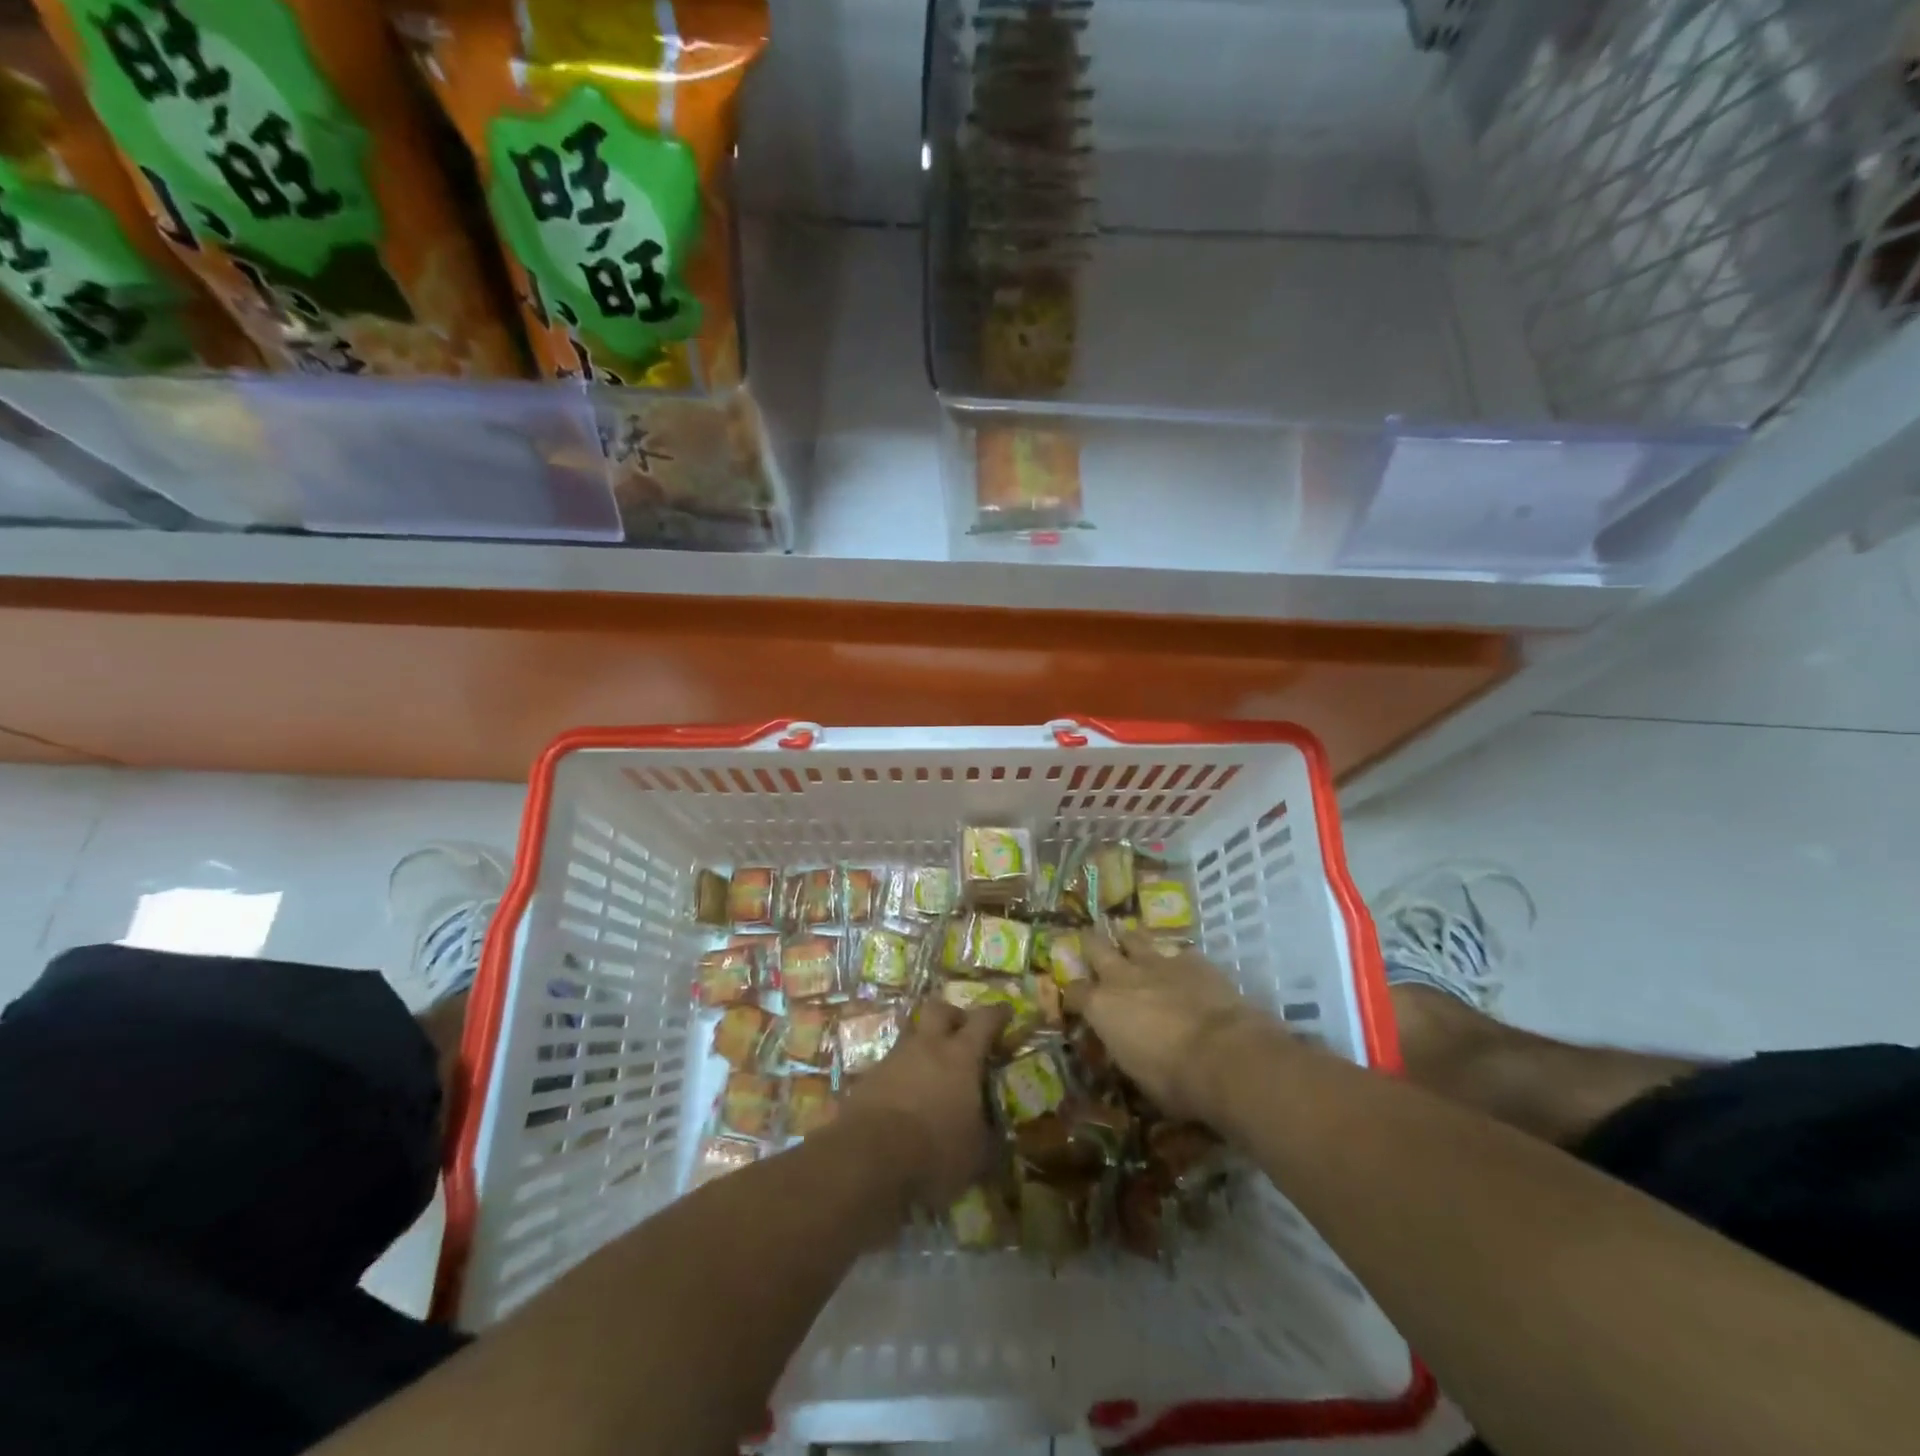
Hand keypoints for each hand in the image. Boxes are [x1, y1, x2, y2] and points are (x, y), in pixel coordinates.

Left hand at [838, 1001, 1009, 1208]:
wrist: (867, 1159)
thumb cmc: (935, 1151)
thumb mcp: (977, 1157)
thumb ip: (991, 1140)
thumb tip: (1000, 1137)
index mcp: (961, 1056)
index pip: (984, 1020)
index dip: (997, 1013)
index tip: (1006, 1011)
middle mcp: (926, 1046)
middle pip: (939, 1009)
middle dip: (953, 1015)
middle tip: (962, 1032)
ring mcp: (893, 1059)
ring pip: (910, 1036)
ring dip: (923, 1046)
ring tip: (931, 1072)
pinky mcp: (866, 1079)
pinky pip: (889, 1066)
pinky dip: (900, 1076)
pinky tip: (904, 1099)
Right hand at [1074, 931, 1276, 1118]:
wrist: (1225, 1055)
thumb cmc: (1173, 1079)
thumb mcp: (1137, 1074)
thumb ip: (1125, 1049)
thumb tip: (1127, 1047)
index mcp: (1101, 1006)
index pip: (1073, 992)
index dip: (1073, 996)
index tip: (1076, 1003)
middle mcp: (1122, 976)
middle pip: (1095, 946)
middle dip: (1091, 944)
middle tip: (1091, 943)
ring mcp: (1158, 962)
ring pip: (1134, 937)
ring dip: (1131, 941)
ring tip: (1131, 943)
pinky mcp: (1193, 960)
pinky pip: (1178, 952)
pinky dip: (1177, 960)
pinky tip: (1183, 968)